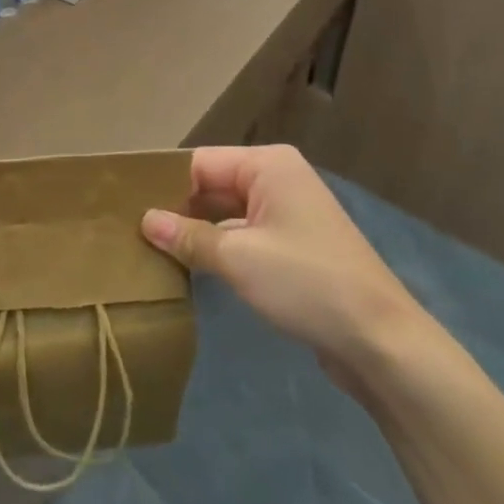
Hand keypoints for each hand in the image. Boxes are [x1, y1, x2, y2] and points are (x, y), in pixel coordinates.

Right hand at [141, 144, 430, 397]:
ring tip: (147, 249)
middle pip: (212, 185)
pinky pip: (243, 235)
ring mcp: (287, 213)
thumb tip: (144, 220)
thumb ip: (187, 237)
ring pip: (225, 213)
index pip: (200, 162)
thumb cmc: (306, 283)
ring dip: (194, 232)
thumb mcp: (237, 258)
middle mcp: (278, 179)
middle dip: (176, 208)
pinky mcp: (292, 245)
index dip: (163, 184)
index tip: (123, 206)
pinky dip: (217, 248)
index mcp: (268, 165)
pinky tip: (186, 267)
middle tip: (128, 231)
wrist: (380, 340)